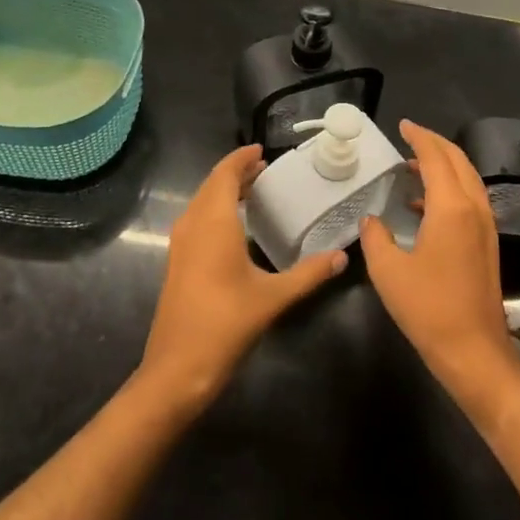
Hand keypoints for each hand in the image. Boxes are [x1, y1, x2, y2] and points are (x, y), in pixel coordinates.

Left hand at [139, 145, 345, 414]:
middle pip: (212, 185)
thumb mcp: (273, 297)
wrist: (177, 368)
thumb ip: (309, 274)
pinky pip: (196, 220)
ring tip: (254, 192)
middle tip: (265, 170)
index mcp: (214, 221)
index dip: (241, 159)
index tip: (262, 151)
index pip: (225, 174)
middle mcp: (193, 224)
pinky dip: (215, 210)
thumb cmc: (226, 323)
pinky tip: (235, 227)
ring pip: (202, 202)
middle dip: (236, 173)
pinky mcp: (177, 262)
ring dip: (224, 191)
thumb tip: (342, 257)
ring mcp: (180, 244)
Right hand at [360, 121, 519, 405]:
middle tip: (411, 137)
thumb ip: (376, 237)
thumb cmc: (428, 308)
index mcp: (451, 208)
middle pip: (458, 162)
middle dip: (436, 144)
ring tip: (414, 166)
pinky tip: (424, 206)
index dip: (420, 137)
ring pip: (468, 180)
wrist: (474, 351)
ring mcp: (485, 227)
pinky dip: (450, 189)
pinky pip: (470, 200)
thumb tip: (372, 220)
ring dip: (444, 166)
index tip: (403, 125)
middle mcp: (474, 209)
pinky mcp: (487, 245)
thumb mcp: (388, 272)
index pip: (436, 158)